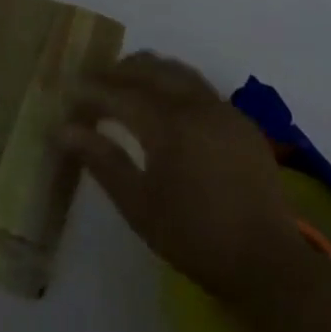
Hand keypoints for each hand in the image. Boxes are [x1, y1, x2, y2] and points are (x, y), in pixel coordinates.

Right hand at [59, 51, 312, 312]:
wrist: (268, 263)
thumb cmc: (194, 237)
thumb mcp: (138, 204)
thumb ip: (101, 160)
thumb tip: (62, 130)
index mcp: (168, 123)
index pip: (119, 92)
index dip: (90, 90)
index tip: (68, 94)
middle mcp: (196, 104)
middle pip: (150, 68)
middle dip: (117, 72)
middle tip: (93, 87)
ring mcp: (223, 110)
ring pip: (178, 71)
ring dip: (147, 73)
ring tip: (125, 89)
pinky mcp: (241, 122)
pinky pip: (200, 88)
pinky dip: (174, 85)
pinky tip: (165, 109)